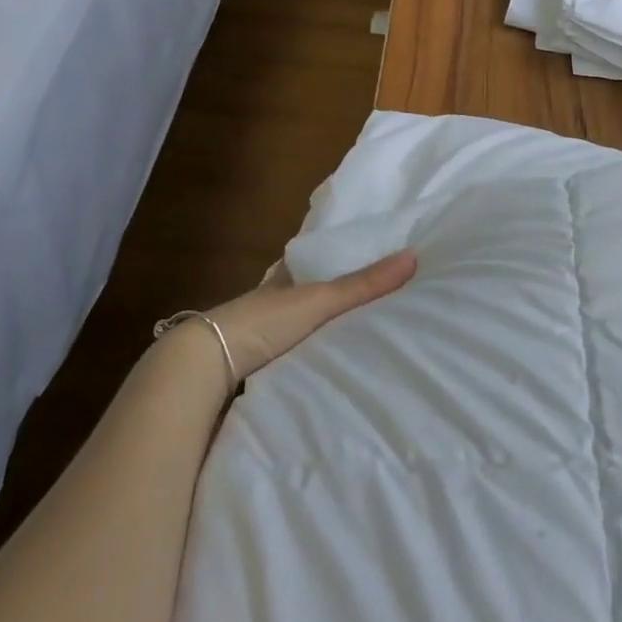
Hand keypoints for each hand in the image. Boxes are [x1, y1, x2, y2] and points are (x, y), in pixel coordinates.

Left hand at [206, 250, 416, 379]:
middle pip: (305, 293)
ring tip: (361, 334)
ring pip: (298, 326)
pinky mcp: (256, 366)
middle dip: (331, 295)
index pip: (311, 260)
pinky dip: (309, 356)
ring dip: (320, 329)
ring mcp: (260, 335)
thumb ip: (363, 284)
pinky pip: (291, 355)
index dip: (333, 257)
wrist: (207, 366)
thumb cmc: (263, 321)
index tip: (364, 255)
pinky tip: (329, 365)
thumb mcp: (320, 300)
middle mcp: (270, 301)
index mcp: (282, 277)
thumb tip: (415, 256)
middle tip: (372, 300)